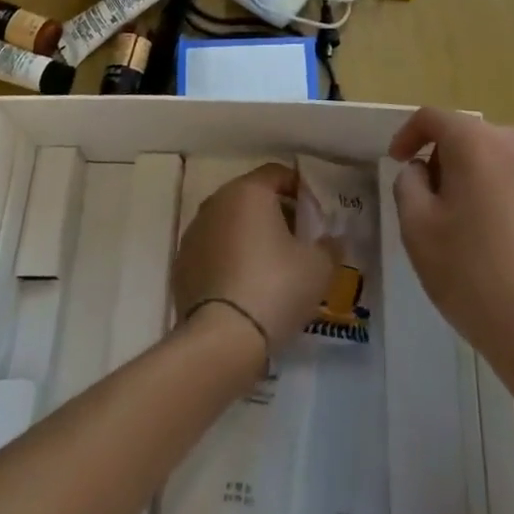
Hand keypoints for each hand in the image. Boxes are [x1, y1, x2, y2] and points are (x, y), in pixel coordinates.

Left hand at [172, 164, 338, 364]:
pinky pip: (213, 251)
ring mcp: (194, 233)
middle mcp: (217, 202)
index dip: (299, 189)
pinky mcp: (181, 265)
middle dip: (275, 212)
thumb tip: (332, 240)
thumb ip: (330, 246)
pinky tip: (244, 287)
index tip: (314, 214)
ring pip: (229, 223)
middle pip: (252, 196)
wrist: (221, 341)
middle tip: (297, 240)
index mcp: (249, 191)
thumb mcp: (318, 268)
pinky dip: (228, 259)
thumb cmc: (275, 288)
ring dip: (249, 235)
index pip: (277, 173)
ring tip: (271, 267)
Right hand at [389, 109, 513, 386]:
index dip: (408, 135)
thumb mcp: (417, 228)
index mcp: (475, 141)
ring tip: (467, 222)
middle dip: (442, 159)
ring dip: (475, 175)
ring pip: (496, 155)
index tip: (396, 161)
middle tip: (431, 203)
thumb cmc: (473, 275)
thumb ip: (408, 182)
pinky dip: (503, 190)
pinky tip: (501, 233)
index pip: (432, 118)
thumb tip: (422, 169)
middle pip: (466, 135)